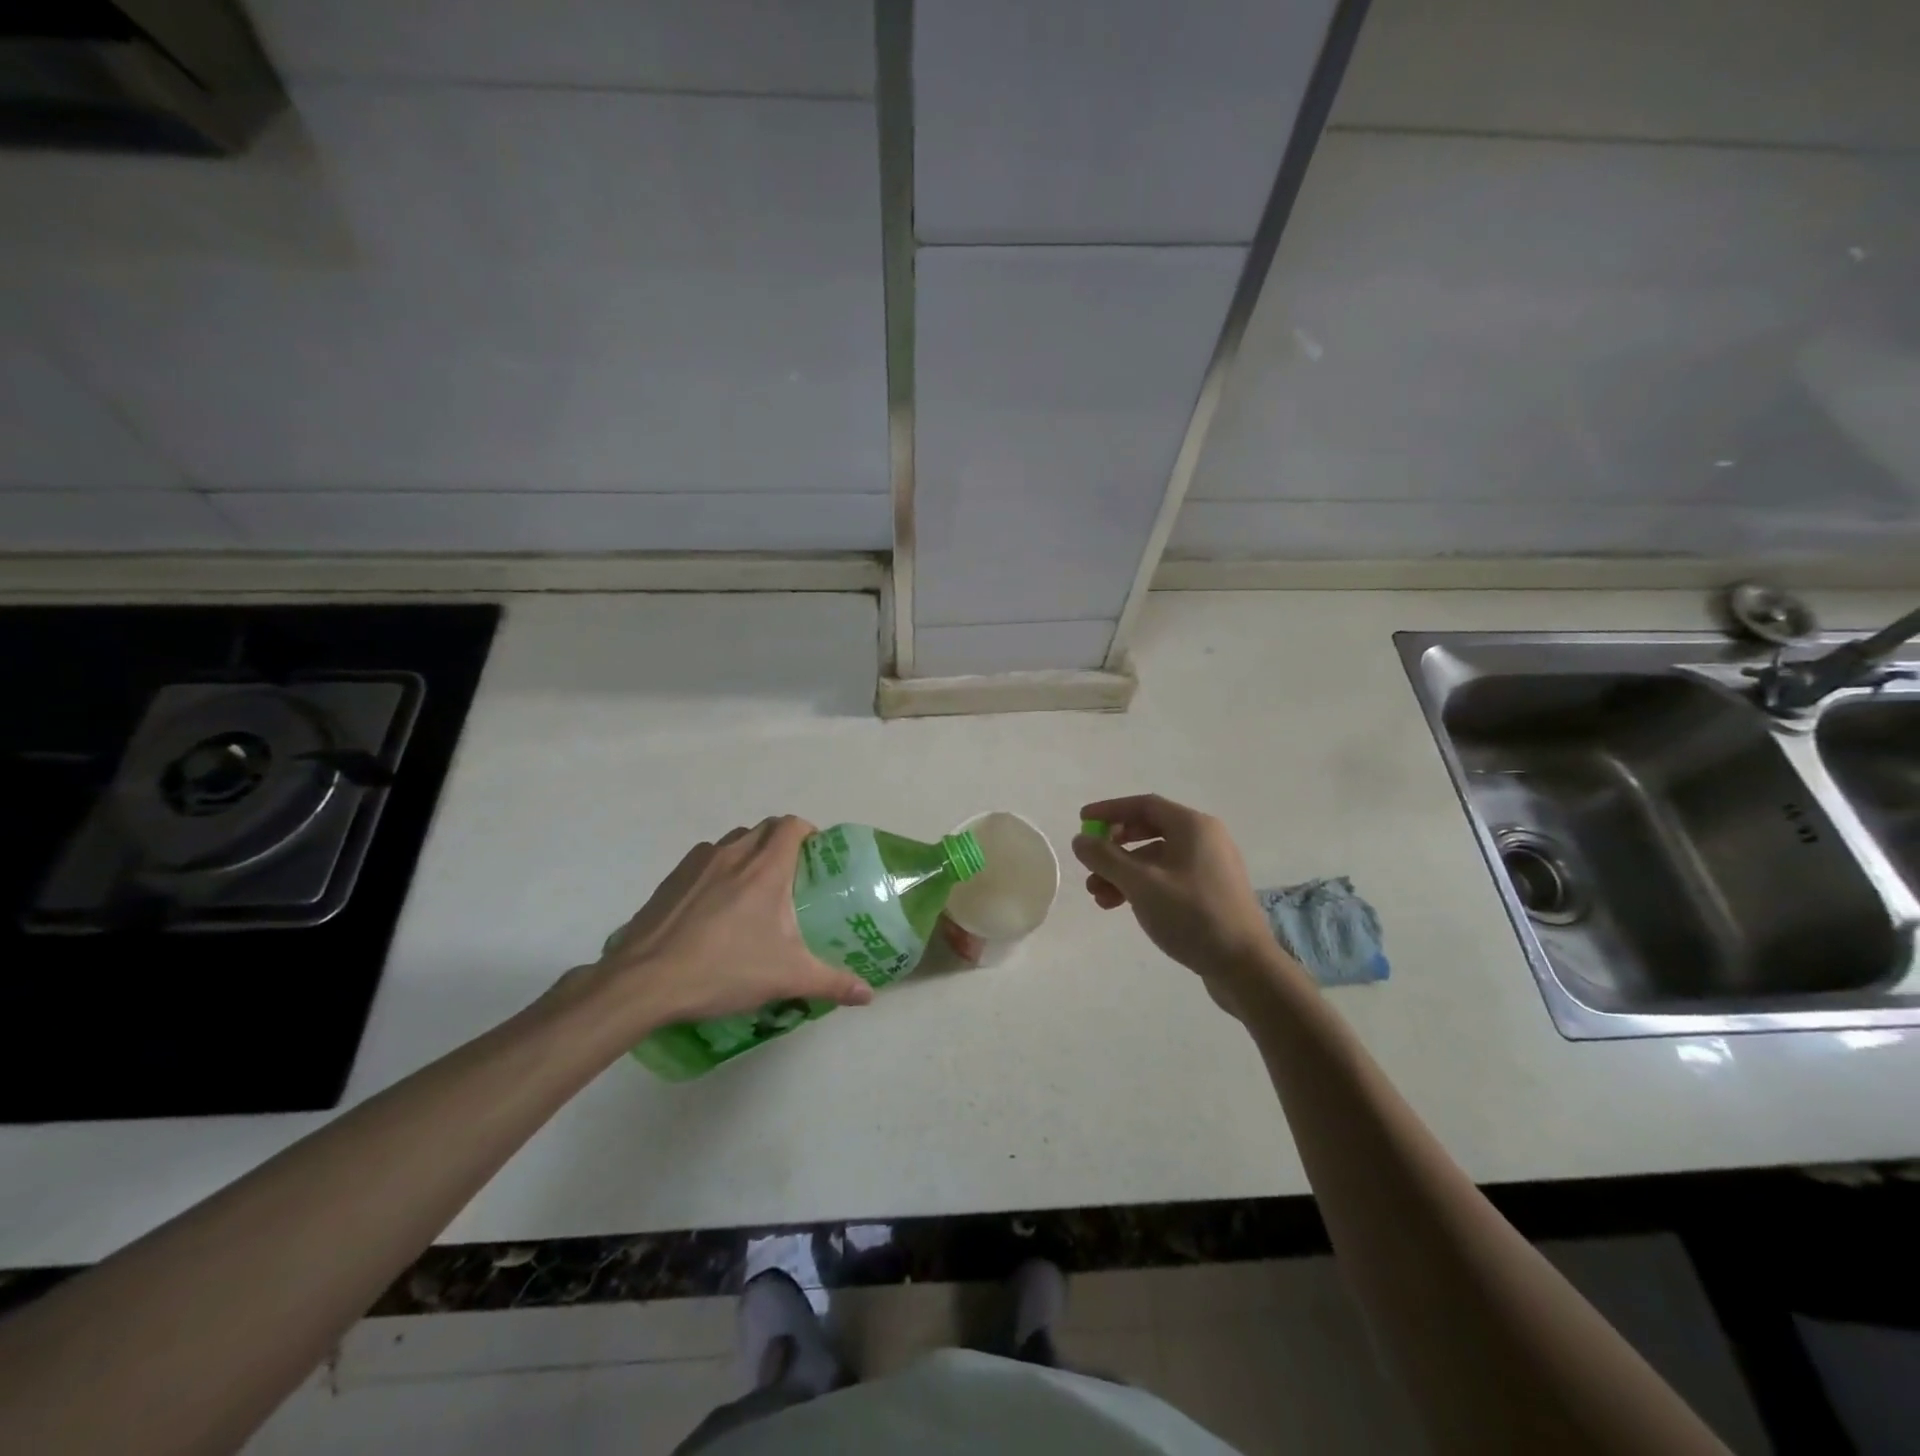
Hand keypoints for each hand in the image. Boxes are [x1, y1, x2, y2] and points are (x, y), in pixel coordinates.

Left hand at [586, 817, 873, 1034]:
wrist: (645, 981)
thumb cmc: (723, 969)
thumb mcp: (786, 978)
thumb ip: (832, 982)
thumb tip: (868, 994)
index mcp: (765, 868)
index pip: (792, 825)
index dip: (808, 833)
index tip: (816, 857)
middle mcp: (733, 854)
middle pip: (765, 829)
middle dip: (782, 842)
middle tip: (791, 876)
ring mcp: (698, 863)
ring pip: (733, 841)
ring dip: (749, 853)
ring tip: (754, 890)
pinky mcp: (671, 878)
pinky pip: (705, 859)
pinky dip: (719, 869)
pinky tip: (715, 907)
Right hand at [1072, 794, 1300, 1010]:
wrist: (1244, 966)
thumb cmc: (1191, 915)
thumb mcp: (1141, 883)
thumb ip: (1106, 857)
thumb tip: (1080, 840)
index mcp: (1193, 826)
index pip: (1144, 805)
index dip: (1109, 811)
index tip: (1082, 822)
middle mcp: (1204, 839)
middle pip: (1149, 831)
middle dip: (1114, 848)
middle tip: (1090, 863)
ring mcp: (1210, 867)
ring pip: (1156, 859)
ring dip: (1123, 872)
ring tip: (1098, 896)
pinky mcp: (1210, 893)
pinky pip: (1168, 878)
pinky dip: (1142, 886)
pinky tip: (1122, 905)